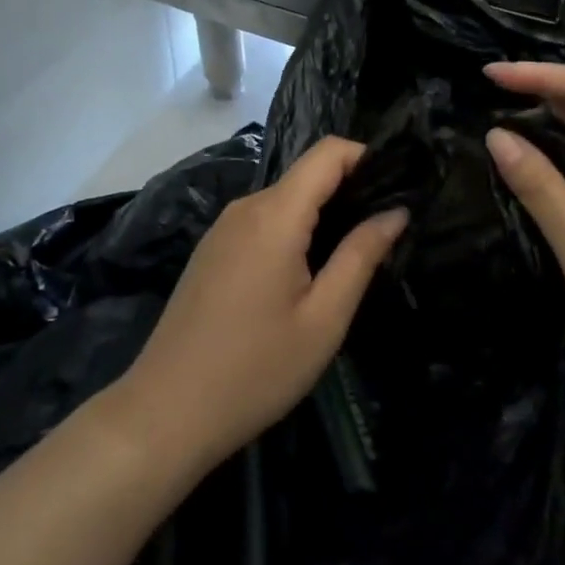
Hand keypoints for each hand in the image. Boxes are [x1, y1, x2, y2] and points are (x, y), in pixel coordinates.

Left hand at [113, 137, 406, 470]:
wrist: (165, 412)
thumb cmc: (255, 369)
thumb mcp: (323, 319)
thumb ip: (361, 256)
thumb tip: (396, 211)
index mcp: (276, 214)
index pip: (328, 151)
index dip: (367, 157)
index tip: (399, 186)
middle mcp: (247, 206)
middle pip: (308, 174)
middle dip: (351, 190)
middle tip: (386, 230)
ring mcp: (224, 227)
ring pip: (286, 199)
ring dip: (323, 214)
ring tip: (353, 255)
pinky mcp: (213, 249)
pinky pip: (264, 220)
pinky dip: (294, 230)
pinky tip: (306, 273)